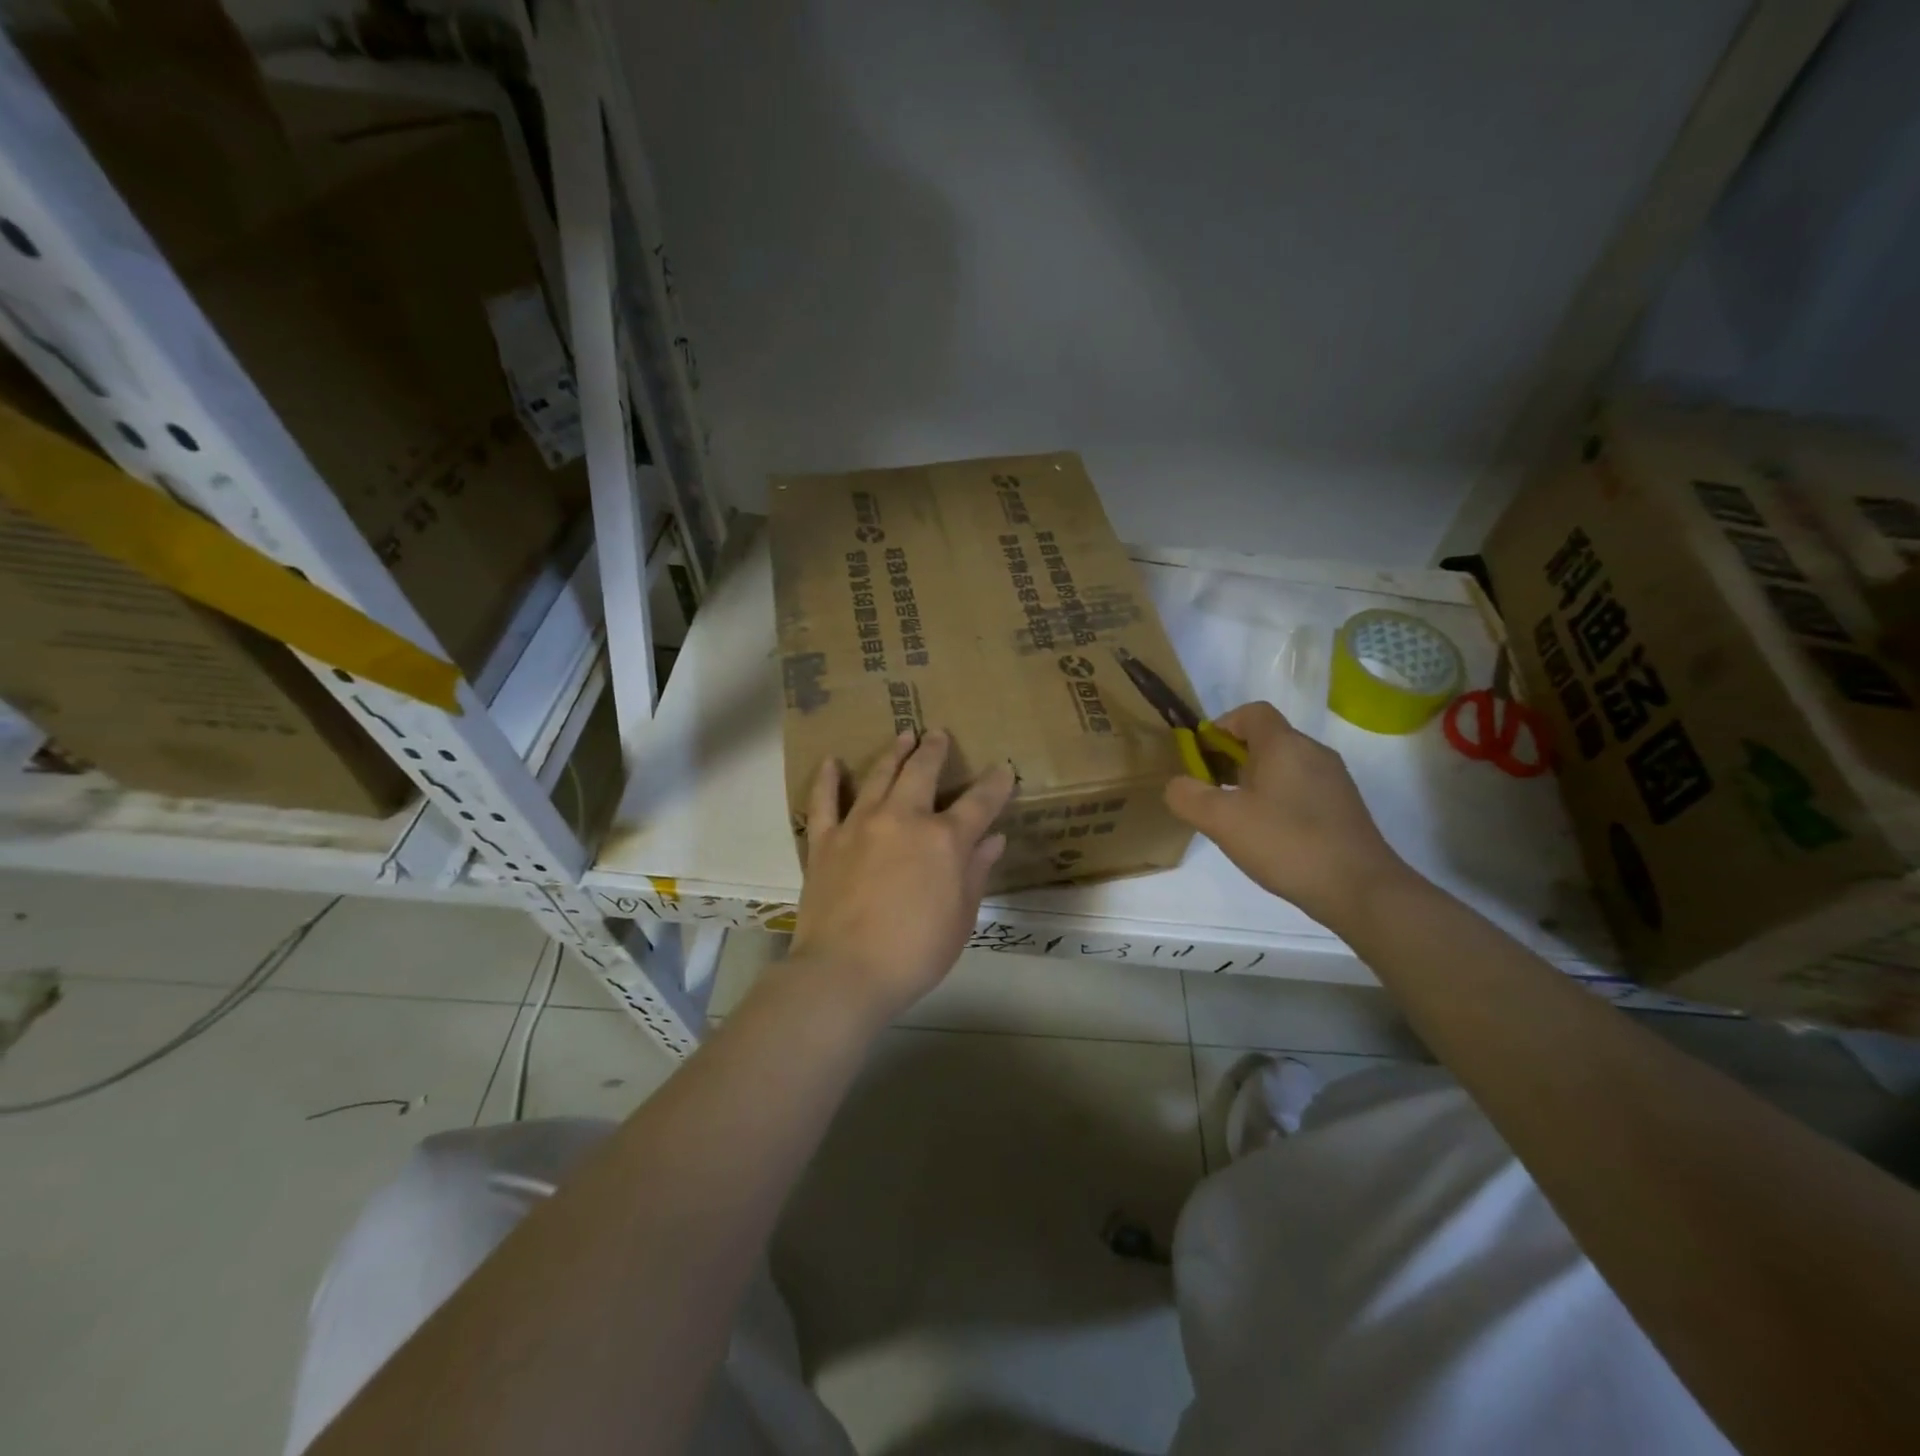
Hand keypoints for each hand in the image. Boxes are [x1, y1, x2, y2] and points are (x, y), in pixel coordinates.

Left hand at [789, 730, 1015, 1028]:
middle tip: (938, 734)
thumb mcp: (961, 917)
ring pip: (880, 776)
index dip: (995, 784)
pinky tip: (832, 762)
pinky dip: (828, 779)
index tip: (1003, 769)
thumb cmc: (916, 952)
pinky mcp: (825, 840)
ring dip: (894, 752)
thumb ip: (976, 872)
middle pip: (922, 772)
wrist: (846, 971)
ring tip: (903, 736)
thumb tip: (993, 839)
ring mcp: (860, 824)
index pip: (979, 802)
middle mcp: (903, 819)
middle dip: (935, 751)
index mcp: (944, 840)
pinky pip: (824, 801)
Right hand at [1165, 702, 1413, 929]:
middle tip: (1211, 792)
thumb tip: (1177, 785)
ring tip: (1236, 817)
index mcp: (1284, 744)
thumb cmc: (1286, 843)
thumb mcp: (1221, 821)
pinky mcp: (1343, 807)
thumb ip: (1188, 796)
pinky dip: (1277, 799)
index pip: (1251, 712)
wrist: (1360, 889)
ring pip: (1283, 765)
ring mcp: (1333, 780)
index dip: (1221, 727)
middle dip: (1232, 759)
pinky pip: (1300, 788)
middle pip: (1265, 739)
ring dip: (1253, 782)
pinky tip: (1268, 835)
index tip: (1202, 757)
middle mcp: (1313, 752)